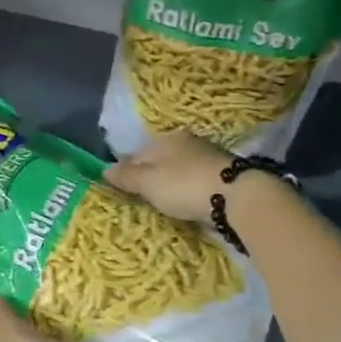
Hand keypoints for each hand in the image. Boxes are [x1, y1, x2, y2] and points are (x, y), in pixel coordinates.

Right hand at [102, 131, 233, 224]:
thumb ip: (127, 176)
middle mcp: (188, 142)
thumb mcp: (148, 182)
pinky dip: (187, 190)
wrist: (237, 197)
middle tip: (140, 198)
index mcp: (167, 139)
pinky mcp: (223, 175)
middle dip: (149, 176)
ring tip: (162, 202)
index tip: (119, 188)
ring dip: (170, 183)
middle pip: (160, 160)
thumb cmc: (184, 185)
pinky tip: (185, 202)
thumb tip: (104, 169)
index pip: (137, 153)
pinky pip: (195, 181)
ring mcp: (208, 158)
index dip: (125, 170)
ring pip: (179, 170)